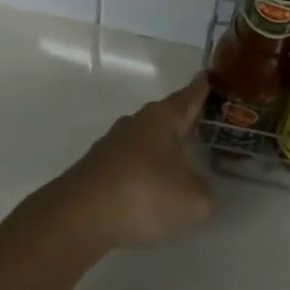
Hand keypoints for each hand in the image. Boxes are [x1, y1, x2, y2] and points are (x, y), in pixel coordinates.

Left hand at [42, 76, 213, 251]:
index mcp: (163, 118)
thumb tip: (197, 189)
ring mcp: (114, 143)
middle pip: (166, 116)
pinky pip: (130, 162)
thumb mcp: (191, 201)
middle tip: (202, 126)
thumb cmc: (144, 193)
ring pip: (146, 139)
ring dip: (161, 149)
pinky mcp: (98, 166)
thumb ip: (203, 193)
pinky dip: (143, 172)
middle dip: (183, 121)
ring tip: (179, 164)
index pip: (189, 96)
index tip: (209, 75)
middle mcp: (137, 122)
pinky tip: (149, 192)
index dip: (202, 88)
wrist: (80, 214)